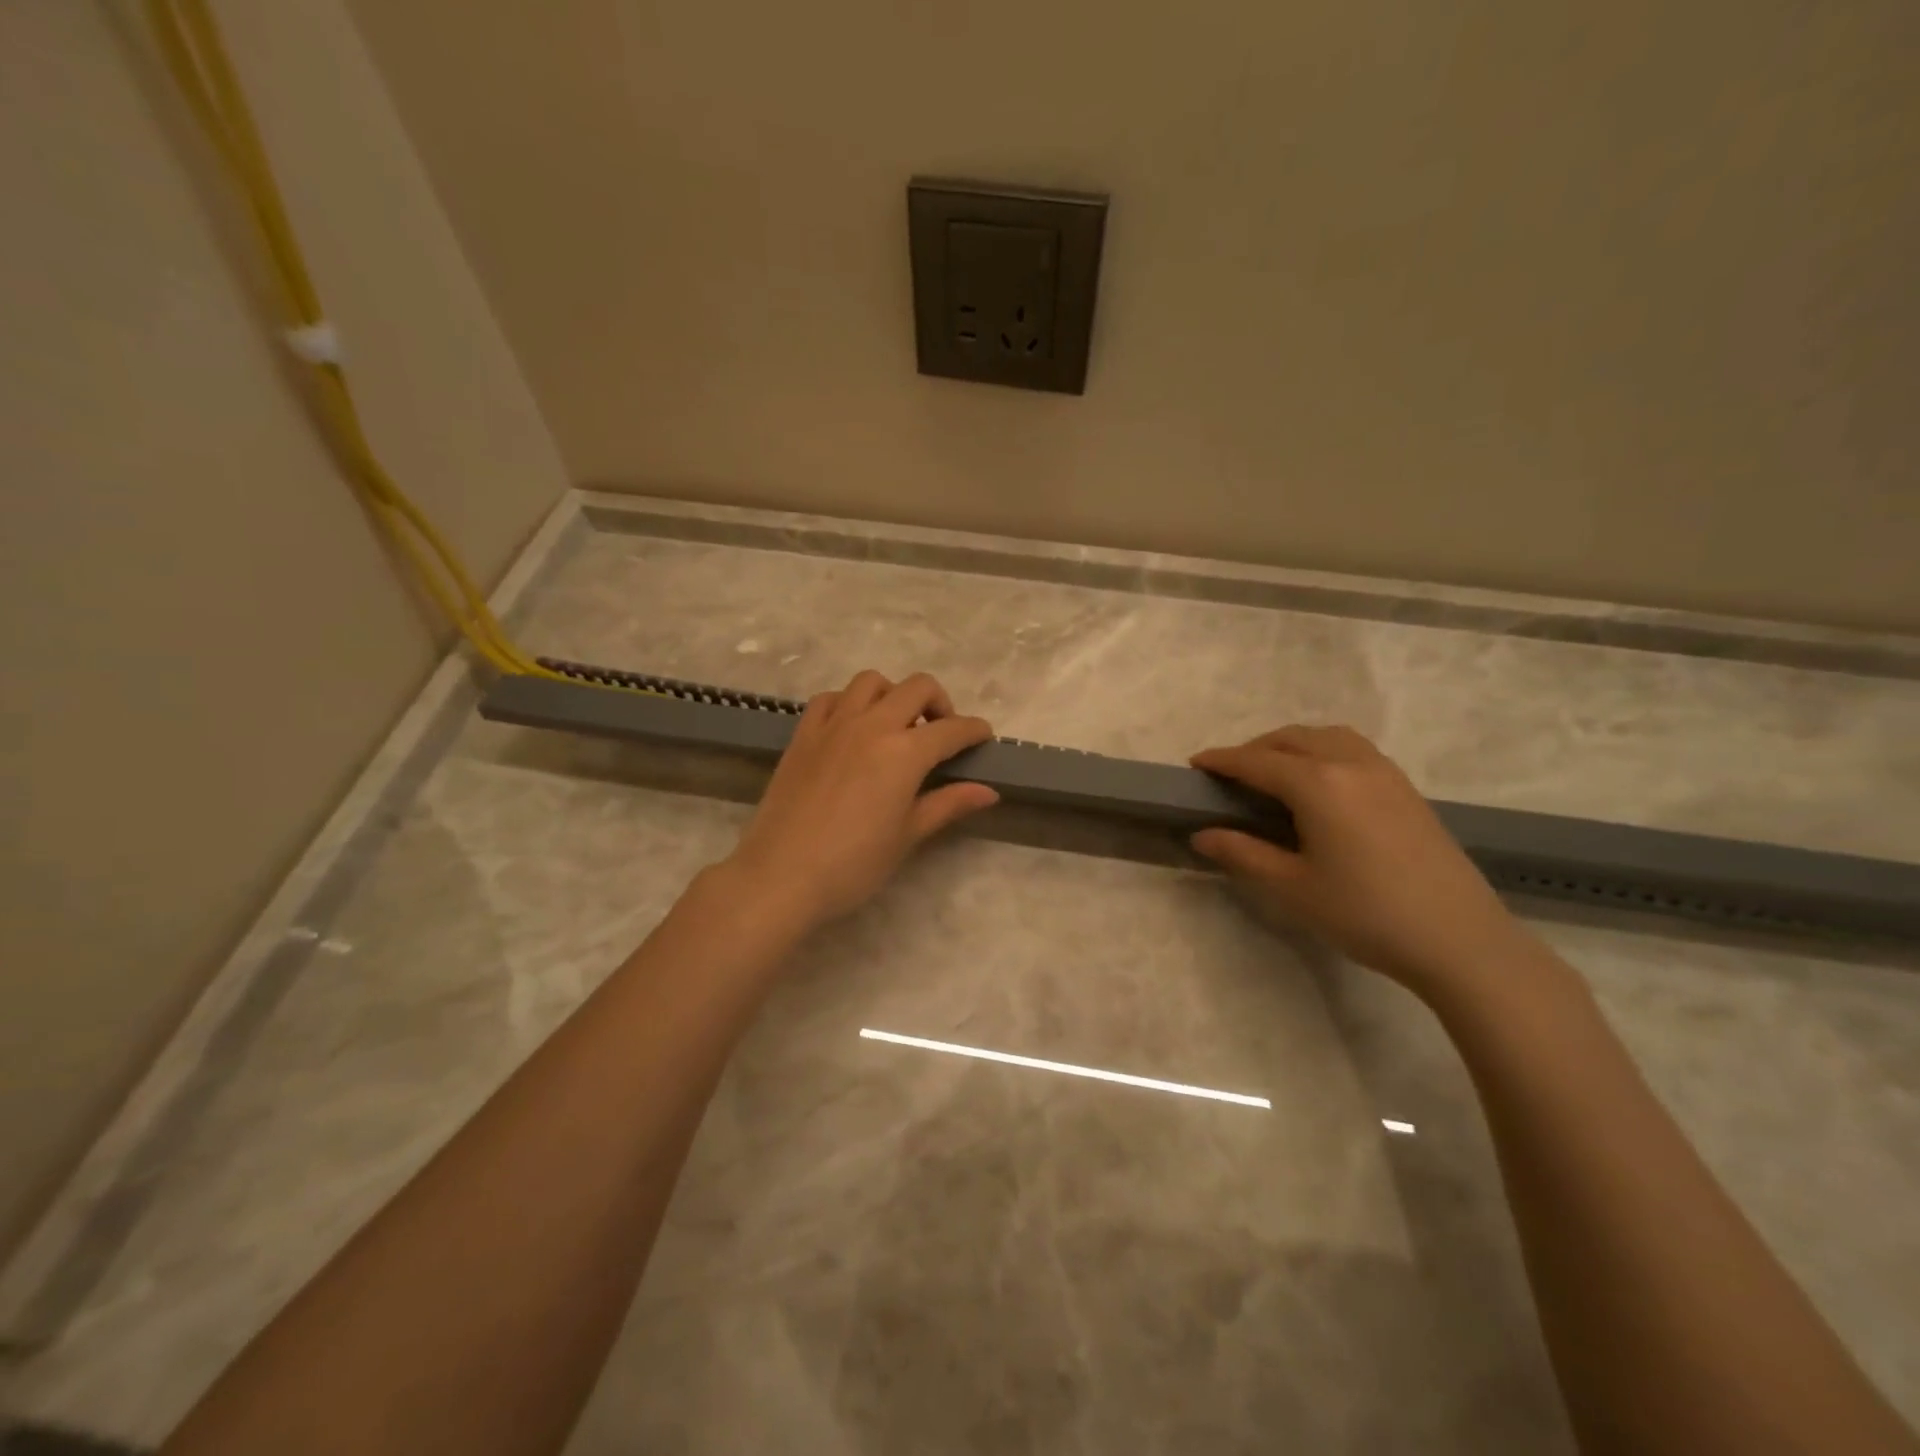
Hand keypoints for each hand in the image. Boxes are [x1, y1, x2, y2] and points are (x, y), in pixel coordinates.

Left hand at [722, 670, 997, 928]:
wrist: (781, 876)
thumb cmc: (854, 864)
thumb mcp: (908, 835)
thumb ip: (948, 804)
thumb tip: (988, 792)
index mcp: (904, 752)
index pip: (952, 729)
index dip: (975, 731)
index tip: (984, 738)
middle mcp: (872, 724)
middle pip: (917, 688)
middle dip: (940, 703)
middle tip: (942, 734)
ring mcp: (833, 724)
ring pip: (871, 682)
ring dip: (893, 695)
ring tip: (896, 726)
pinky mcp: (803, 734)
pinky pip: (830, 698)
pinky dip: (849, 703)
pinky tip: (852, 729)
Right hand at [1190, 726, 1535, 995]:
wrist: (1460, 940)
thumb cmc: (1365, 913)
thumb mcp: (1291, 888)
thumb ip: (1242, 854)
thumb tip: (1202, 835)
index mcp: (1318, 784)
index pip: (1256, 761)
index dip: (1222, 761)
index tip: (1194, 765)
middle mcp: (1350, 764)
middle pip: (1291, 739)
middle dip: (1254, 749)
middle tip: (1229, 775)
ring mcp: (1384, 773)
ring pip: (1326, 737)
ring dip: (1291, 744)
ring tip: (1272, 772)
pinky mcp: (1406, 789)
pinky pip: (1353, 749)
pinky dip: (1322, 751)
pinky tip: (1319, 783)